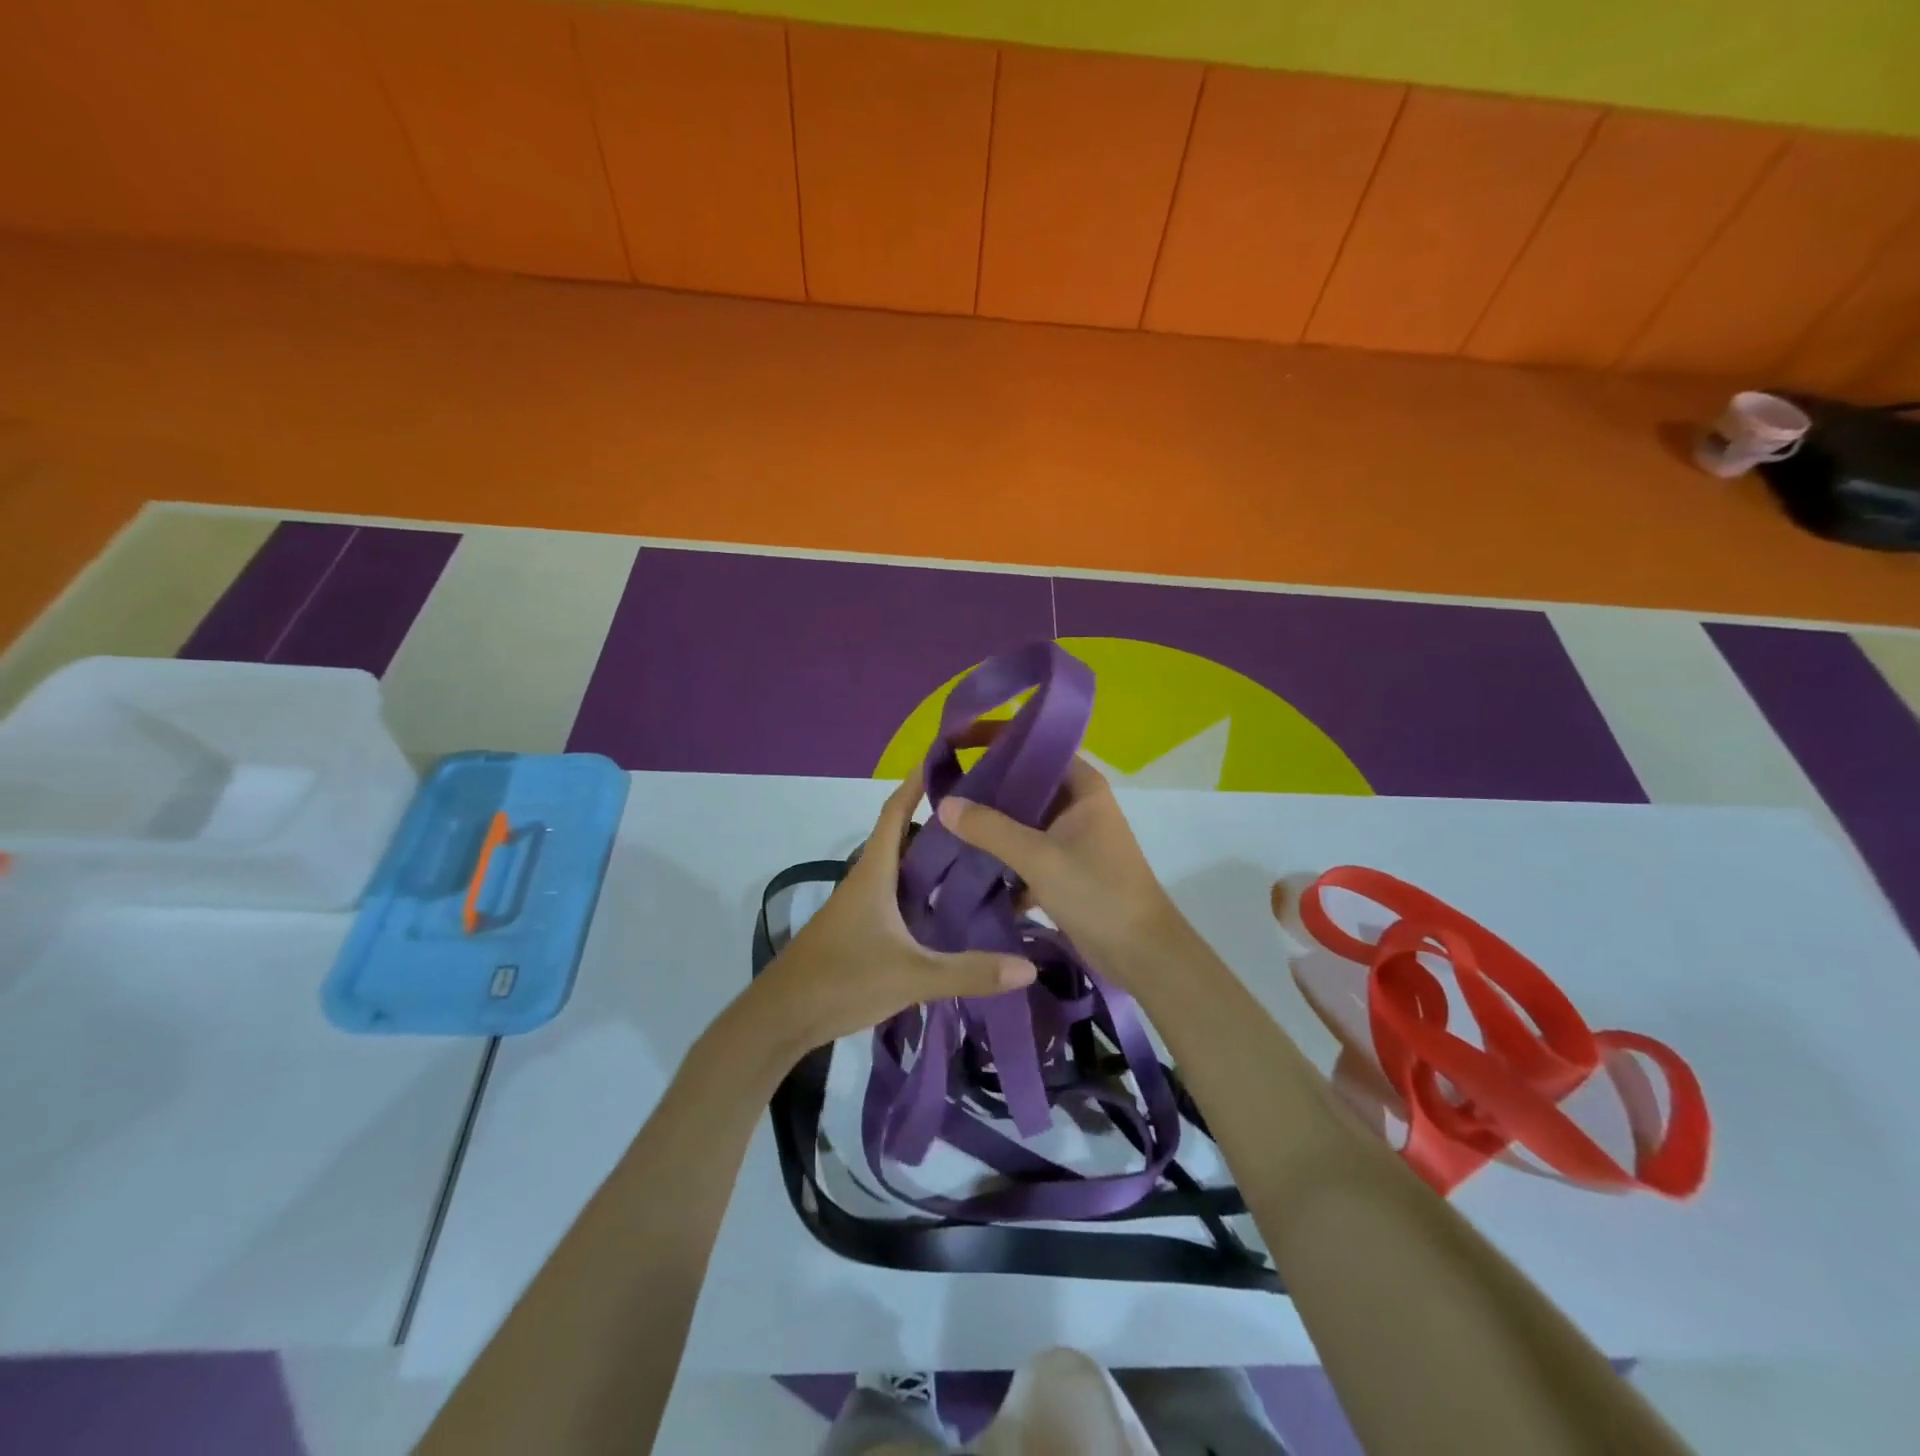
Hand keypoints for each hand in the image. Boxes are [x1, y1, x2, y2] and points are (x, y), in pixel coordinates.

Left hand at [750, 771, 1037, 1056]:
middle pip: (904, 837)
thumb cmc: (841, 980)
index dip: (917, 782)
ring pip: (902, 870)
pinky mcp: (860, 931)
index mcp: (874, 873)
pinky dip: (923, 892)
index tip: (947, 758)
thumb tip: (1029, 967)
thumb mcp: (911, 976)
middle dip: (939, 821)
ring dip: (932, 858)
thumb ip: (969, 972)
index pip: (895, 811)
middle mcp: (867, 880)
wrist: (780, 1019)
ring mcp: (861, 907)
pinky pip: (898, 897)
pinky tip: (949, 909)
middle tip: (985, 814)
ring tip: (980, 856)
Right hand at [936, 754, 1189, 988]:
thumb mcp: (1039, 857)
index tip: (955, 740)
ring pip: (1021, 821)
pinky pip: (1025, 853)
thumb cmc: (1097, 892)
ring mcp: (1071, 838)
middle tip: (940, 786)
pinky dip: (1002, 859)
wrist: (1141, 954)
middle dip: (984, 787)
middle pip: (1023, 783)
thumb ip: (990, 828)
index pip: (1034, 745)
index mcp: (1081, 786)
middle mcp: (1077, 804)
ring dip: (989, 826)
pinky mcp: (1064, 869)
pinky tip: (966, 868)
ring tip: (945, 826)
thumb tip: (943, 804)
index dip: (996, 738)